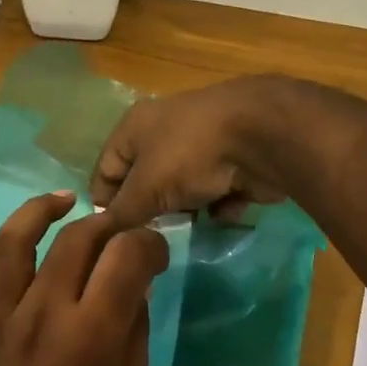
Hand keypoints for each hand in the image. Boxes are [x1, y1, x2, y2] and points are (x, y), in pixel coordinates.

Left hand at [0, 192, 171, 365]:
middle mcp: (41, 314)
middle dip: (108, 225)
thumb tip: (133, 286)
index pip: (127, 256)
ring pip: (12, 245)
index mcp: (91, 333)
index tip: (155, 253)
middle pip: (76, 240)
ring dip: (37, 213)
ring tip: (61, 202)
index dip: (149, 244)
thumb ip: (134, 332)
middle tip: (120, 233)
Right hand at [90, 76, 297, 226]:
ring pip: (184, 188)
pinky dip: (219, 206)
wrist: (263, 137)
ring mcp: (204, 145)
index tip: (107, 236)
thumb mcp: (145, 189)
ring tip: (185, 231)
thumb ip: (122, 214)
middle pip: (146, 180)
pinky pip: (218, 191)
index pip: (106, 167)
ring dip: (185, 211)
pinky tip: (222, 214)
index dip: (103, 202)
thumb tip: (103, 234)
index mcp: (135, 126)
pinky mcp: (237, 160)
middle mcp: (166, 130)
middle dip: (148, 210)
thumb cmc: (190, 155)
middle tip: (147, 238)